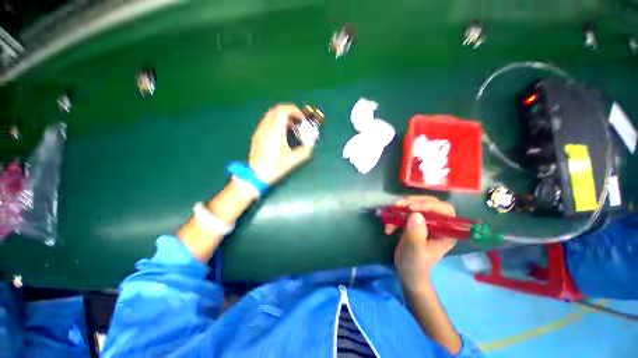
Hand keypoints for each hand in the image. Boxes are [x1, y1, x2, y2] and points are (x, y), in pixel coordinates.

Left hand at [249, 104, 313, 183]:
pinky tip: (281, 133)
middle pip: (276, 110)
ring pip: (271, 115)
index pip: (282, 111)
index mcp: (275, 132)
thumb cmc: (274, 167)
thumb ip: (304, 152)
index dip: (294, 111)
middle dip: (289, 112)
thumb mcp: (292, 161)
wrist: (255, 175)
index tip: (302, 119)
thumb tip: (311, 145)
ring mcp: (260, 131)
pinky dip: (276, 122)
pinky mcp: (257, 135)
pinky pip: (267, 122)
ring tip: (291, 127)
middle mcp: (266, 128)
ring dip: (283, 117)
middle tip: (298, 121)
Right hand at [386, 196, 456, 288]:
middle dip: (414, 202)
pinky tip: (389, 226)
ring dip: (402, 208)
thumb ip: (416, 235)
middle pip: (431, 203)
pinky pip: (407, 212)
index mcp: (447, 232)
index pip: (444, 211)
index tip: (410, 208)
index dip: (429, 205)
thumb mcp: (414, 251)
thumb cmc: (414, 265)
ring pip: (418, 205)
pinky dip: (396, 215)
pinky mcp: (415, 222)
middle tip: (398, 205)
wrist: (407, 272)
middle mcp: (439, 225)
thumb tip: (416, 214)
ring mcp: (427, 222)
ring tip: (391, 213)